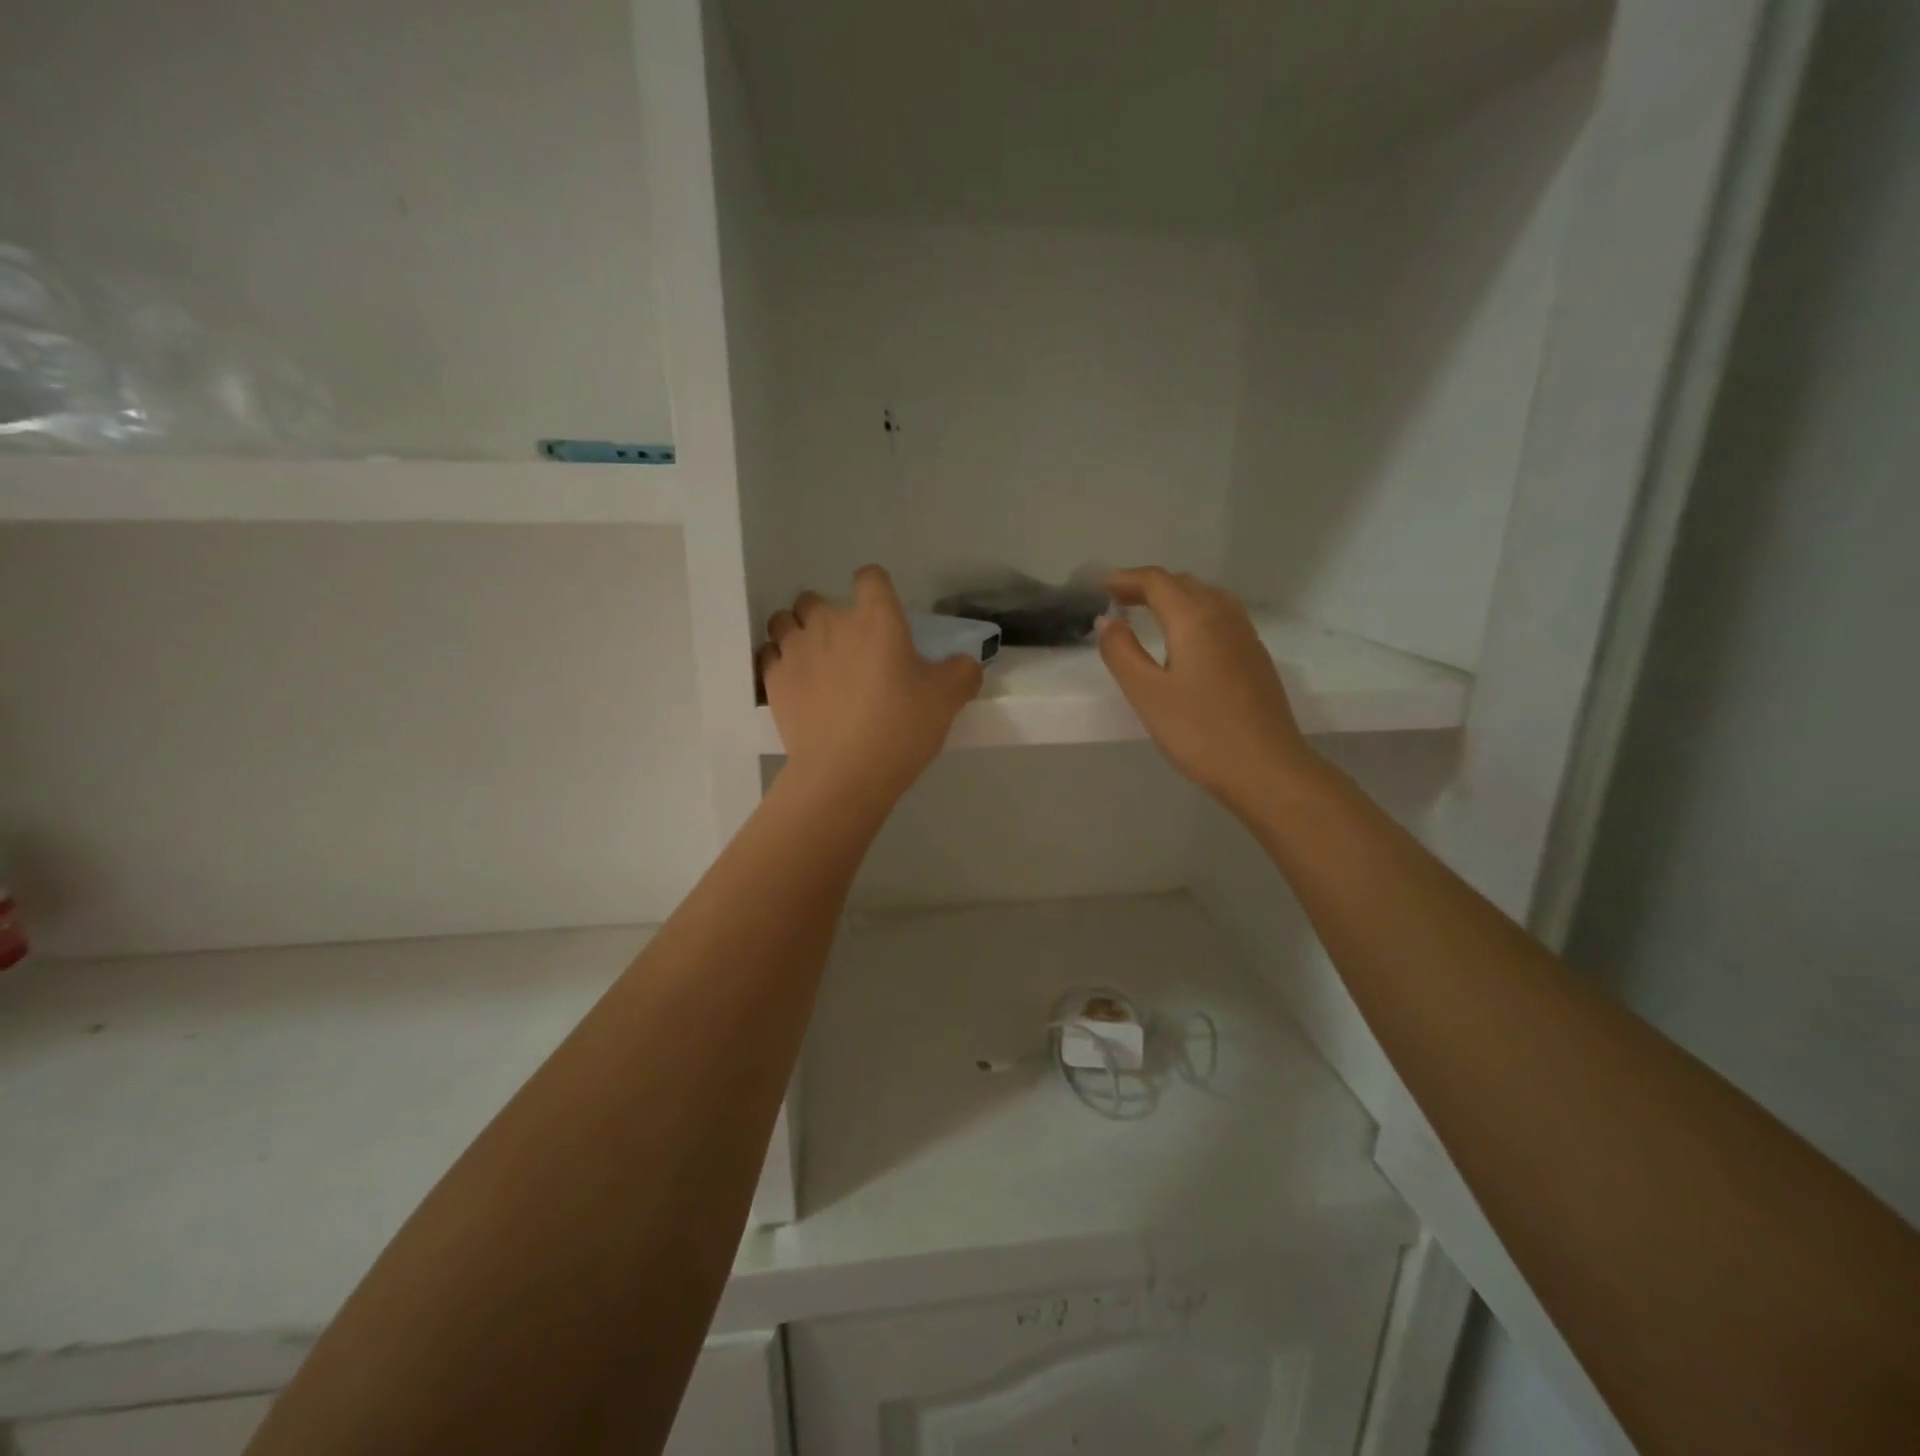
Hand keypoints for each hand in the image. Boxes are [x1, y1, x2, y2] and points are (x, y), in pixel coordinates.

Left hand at [758, 566, 981, 805]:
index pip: (870, 577)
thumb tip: (965, 664)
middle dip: (827, 614)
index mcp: (876, 617)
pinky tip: (794, 683)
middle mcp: (829, 622)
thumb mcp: (948, 699)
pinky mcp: (773, 681)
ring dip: (796, 632)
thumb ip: (962, 672)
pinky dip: (779, 662)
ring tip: (813, 659)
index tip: (883, 613)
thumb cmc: (901, 726)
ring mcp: (795, 650)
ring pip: (784, 621)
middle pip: (815, 597)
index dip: (876, 589)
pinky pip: (768, 655)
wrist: (845, 773)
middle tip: (847, 647)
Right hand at [1097, 567, 1314, 807]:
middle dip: (1149, 586)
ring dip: (1175, 596)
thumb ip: (1121, 653)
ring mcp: (1246, 636)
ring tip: (1150, 614)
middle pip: (1183, 584)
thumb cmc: (1199, 732)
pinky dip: (1195, 613)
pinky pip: (1221, 617)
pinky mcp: (1256, 658)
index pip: (1157, 582)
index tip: (1100, 586)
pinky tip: (1186, 640)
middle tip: (1118, 600)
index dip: (1126, 579)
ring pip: (1207, 597)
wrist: (1266, 769)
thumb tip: (1107, 621)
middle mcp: (1224, 616)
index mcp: (1194, 619)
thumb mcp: (1146, 694)